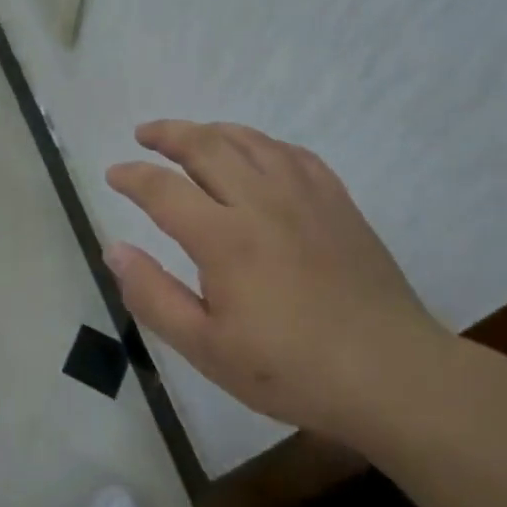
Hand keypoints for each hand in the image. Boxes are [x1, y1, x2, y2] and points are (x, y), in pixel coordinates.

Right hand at [105, 120, 450, 439]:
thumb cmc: (291, 369)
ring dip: (213, 131)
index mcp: (224, 238)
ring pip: (251, 142)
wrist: (392, 375)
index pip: (163, 189)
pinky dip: (264, 144)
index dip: (132, 176)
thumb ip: (153, 296)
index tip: (114, 174)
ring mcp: (305, 197)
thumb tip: (115, 250)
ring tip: (192, 136)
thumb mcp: (206, 348)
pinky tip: (257, 154)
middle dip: (168, 134)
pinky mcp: (338, 204)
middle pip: (206, 146)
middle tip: (144, 134)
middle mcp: (262, 202)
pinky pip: (294, 154)